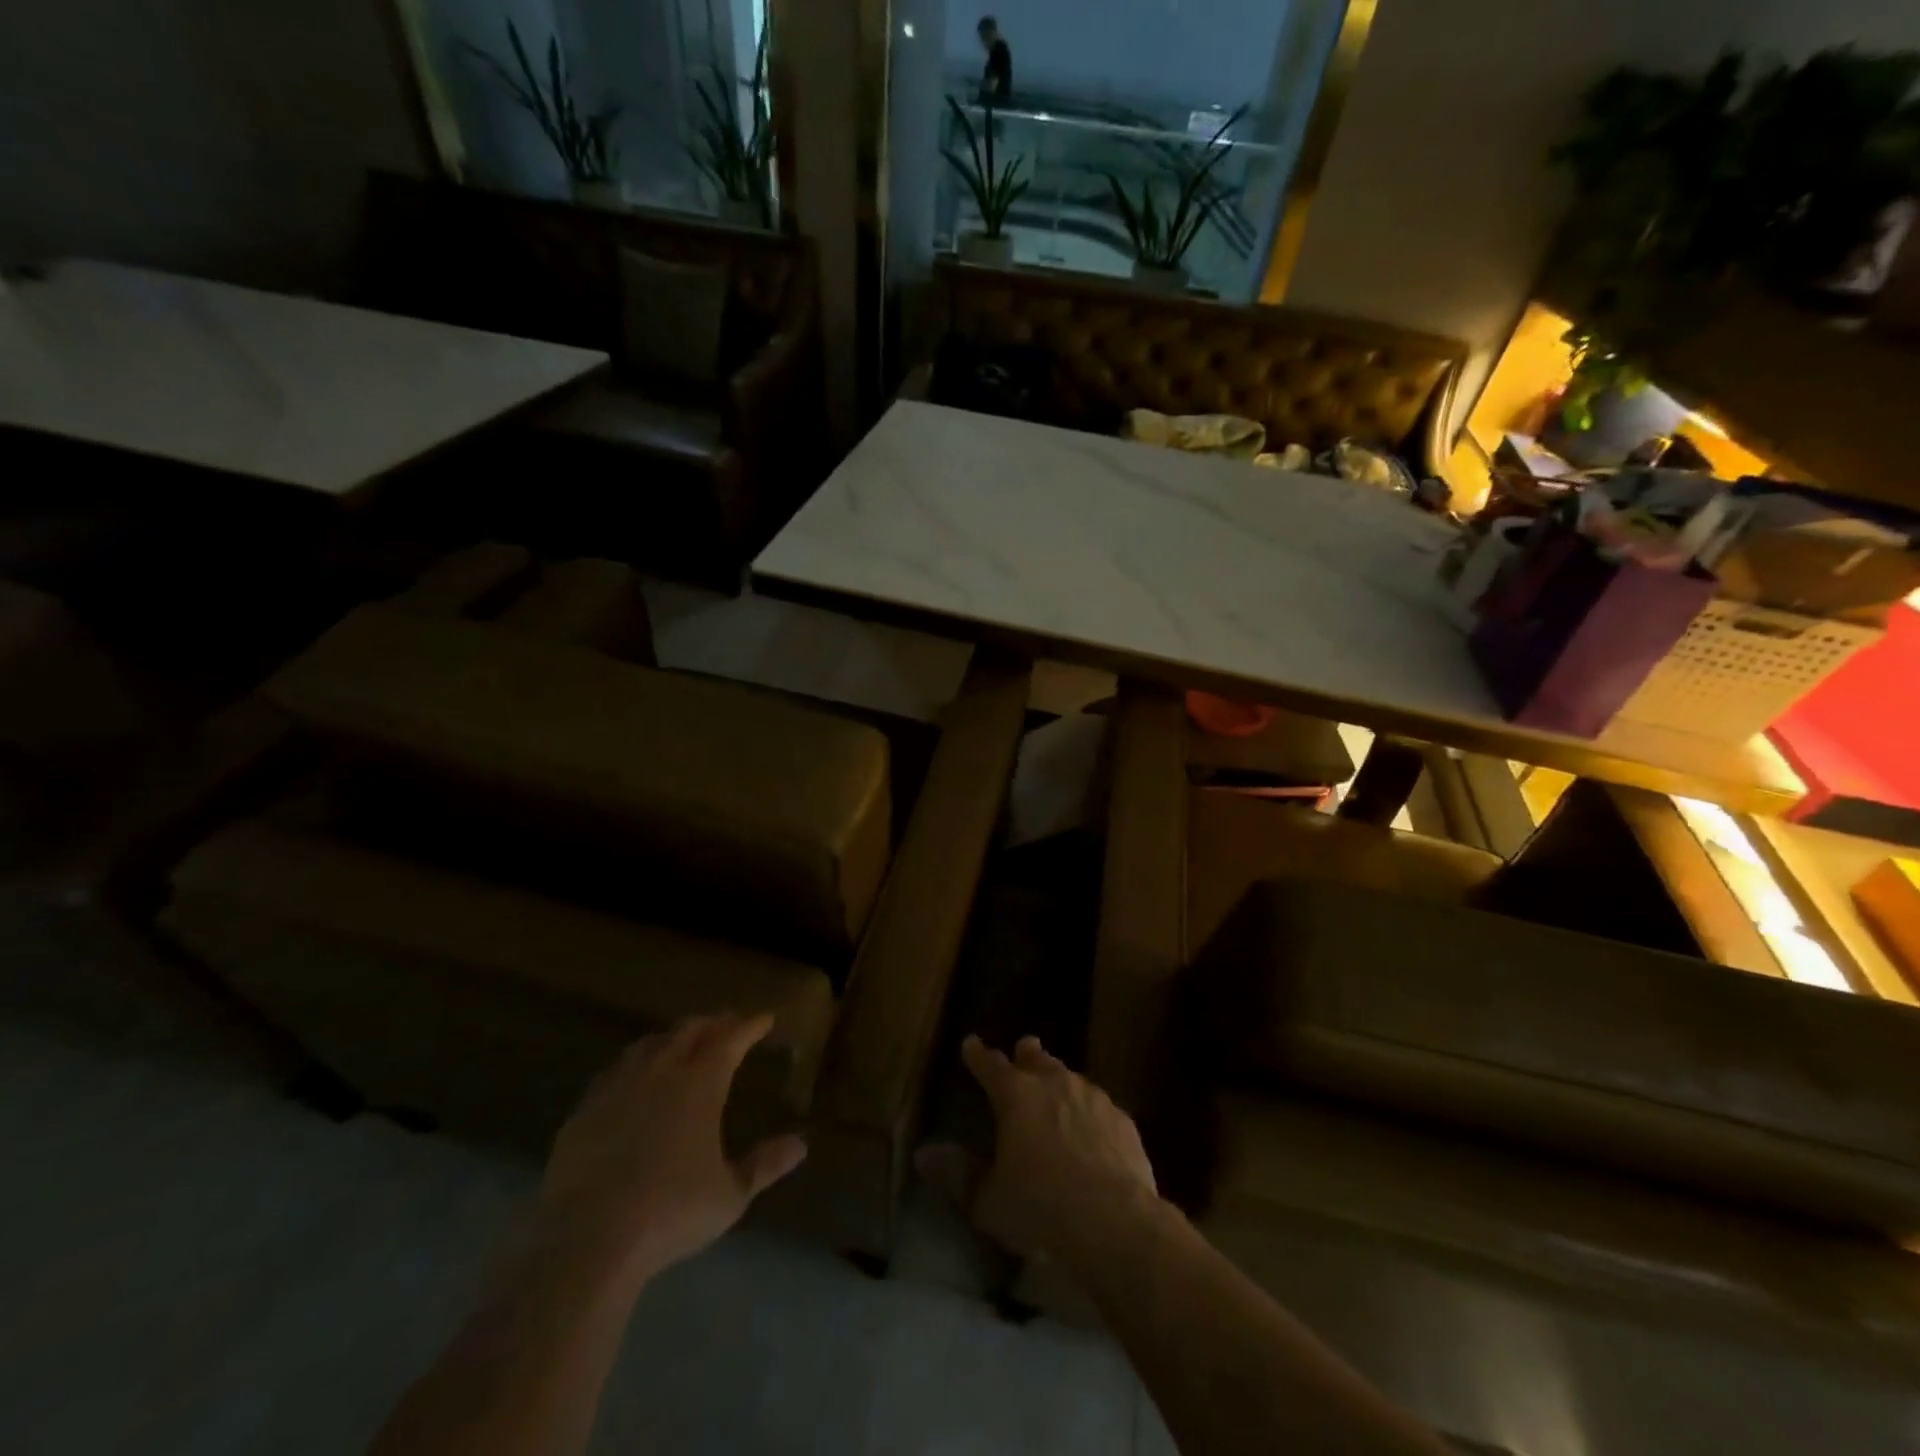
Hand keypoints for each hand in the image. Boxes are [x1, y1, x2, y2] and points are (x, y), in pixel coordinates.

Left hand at [533, 1014, 807, 1286]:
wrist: (587, 1240)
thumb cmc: (671, 1212)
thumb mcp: (730, 1195)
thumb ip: (765, 1165)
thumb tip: (800, 1144)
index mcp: (700, 1084)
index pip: (731, 1039)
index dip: (750, 1025)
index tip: (765, 1018)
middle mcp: (661, 1072)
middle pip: (690, 1030)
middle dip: (713, 1022)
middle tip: (728, 1024)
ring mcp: (618, 1087)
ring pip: (649, 1044)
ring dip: (672, 1037)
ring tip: (682, 1043)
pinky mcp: (584, 1111)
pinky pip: (615, 1071)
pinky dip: (634, 1064)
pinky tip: (632, 1079)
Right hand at [917, 1035, 1159, 1262]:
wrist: (1115, 1223)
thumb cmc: (1041, 1210)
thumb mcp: (988, 1200)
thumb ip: (957, 1173)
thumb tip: (922, 1154)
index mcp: (1016, 1096)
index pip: (991, 1065)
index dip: (979, 1055)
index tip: (971, 1044)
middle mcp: (1054, 1084)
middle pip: (1037, 1060)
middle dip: (1026, 1055)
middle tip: (1023, 1049)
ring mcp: (1092, 1098)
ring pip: (1070, 1077)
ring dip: (1059, 1080)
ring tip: (1055, 1086)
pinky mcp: (1122, 1120)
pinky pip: (1099, 1106)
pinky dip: (1088, 1110)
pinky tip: (1091, 1127)